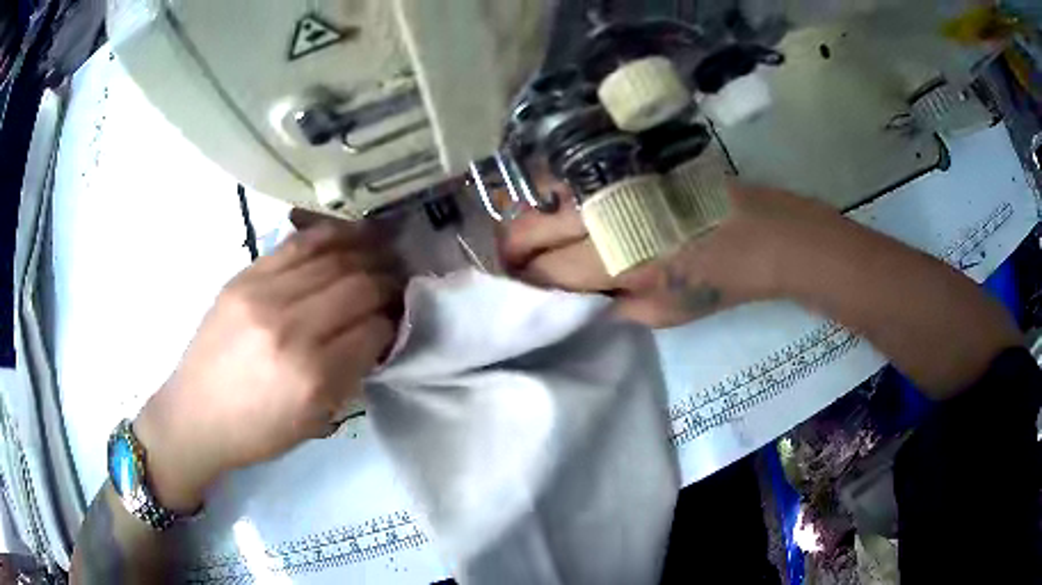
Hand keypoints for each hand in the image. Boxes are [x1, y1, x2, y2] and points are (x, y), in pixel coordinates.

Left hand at [134, 210, 403, 512]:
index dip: (394, 321)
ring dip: (368, 254)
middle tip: (400, 284)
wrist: (195, 414)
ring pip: (333, 259)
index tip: (401, 318)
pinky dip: (332, 236)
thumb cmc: (256, 432)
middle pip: (358, 287)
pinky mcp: (245, 276)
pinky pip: (299, 244)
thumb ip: (350, 375)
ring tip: (384, 254)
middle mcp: (290, 327)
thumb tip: (378, 334)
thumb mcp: (314, 422)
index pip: (374, 330)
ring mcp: (263, 294)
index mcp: (311, 376)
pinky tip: (352, 235)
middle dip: (388, 283)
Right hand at [498, 182, 839, 327]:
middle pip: (528, 225)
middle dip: (511, 249)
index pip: (544, 270)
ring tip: (532, 237)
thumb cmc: (719, 281)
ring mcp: (611, 179)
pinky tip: (556, 209)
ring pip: (539, 190)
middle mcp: (604, 213)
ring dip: (526, 216)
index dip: (524, 282)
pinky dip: (550, 193)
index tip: (518, 289)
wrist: (762, 232)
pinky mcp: (624, 161)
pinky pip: (568, 175)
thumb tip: (572, 291)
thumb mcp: (663, 313)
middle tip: (514, 264)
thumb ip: (609, 303)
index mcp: (618, 260)